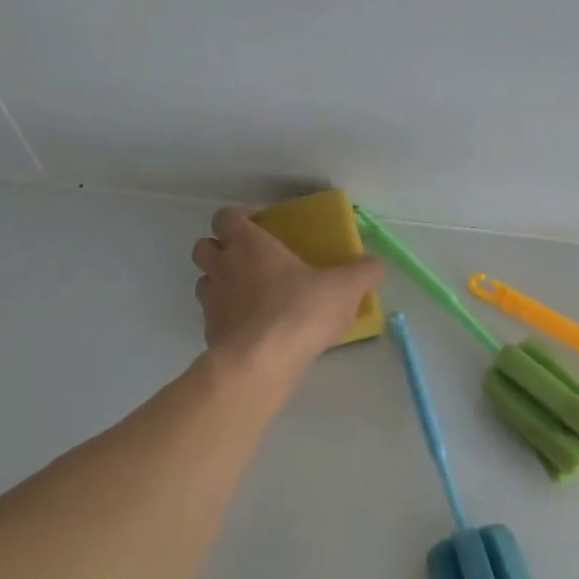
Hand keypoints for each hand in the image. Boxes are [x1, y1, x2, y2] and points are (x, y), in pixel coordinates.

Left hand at [192, 206, 382, 368]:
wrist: (263, 361)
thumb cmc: (301, 310)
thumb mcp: (344, 288)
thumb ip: (362, 272)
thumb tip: (374, 264)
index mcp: (249, 244)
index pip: (226, 217)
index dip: (239, 219)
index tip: (260, 228)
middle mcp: (223, 267)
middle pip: (204, 246)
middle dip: (220, 249)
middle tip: (250, 261)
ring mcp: (211, 302)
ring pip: (204, 282)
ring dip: (221, 284)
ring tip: (250, 297)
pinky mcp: (210, 333)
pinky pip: (214, 318)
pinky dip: (227, 320)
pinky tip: (252, 331)